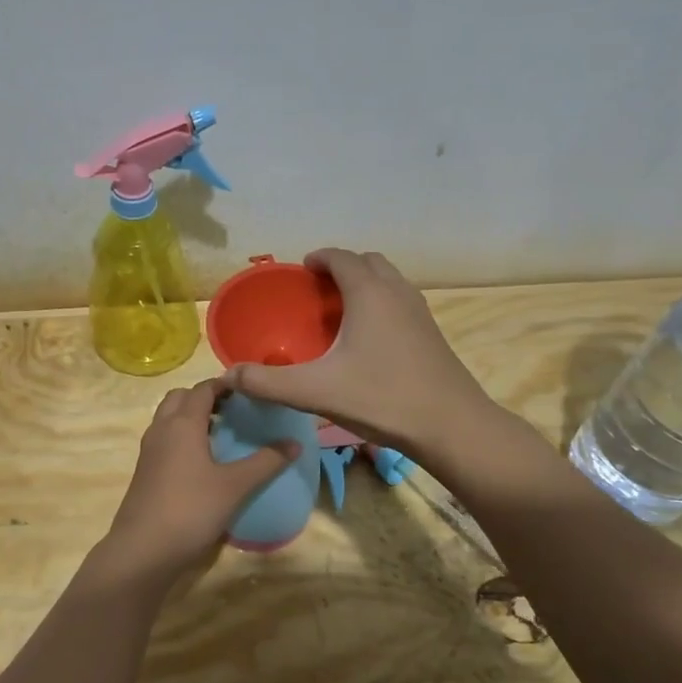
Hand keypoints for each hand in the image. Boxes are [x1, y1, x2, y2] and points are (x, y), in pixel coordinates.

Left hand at [95, 379, 299, 586]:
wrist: (142, 550)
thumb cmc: (191, 510)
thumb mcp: (235, 486)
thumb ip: (266, 462)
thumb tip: (295, 443)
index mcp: (182, 423)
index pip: (203, 388)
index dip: (226, 385)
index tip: (250, 391)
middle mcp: (162, 428)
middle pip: (180, 398)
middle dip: (205, 398)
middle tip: (234, 411)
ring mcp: (149, 450)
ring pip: (169, 418)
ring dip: (191, 417)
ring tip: (222, 434)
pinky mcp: (145, 471)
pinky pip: (164, 439)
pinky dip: (182, 437)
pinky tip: (202, 461)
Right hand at [219, 249, 495, 459]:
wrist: (451, 425)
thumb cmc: (382, 398)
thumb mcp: (315, 391)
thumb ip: (268, 382)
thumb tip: (229, 375)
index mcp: (369, 293)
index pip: (342, 257)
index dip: (319, 258)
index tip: (302, 270)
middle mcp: (397, 292)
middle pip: (368, 262)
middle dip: (342, 268)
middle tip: (318, 292)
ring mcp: (420, 312)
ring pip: (389, 281)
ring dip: (365, 285)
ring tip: (341, 313)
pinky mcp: (432, 333)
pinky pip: (401, 302)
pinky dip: (381, 304)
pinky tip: (368, 341)